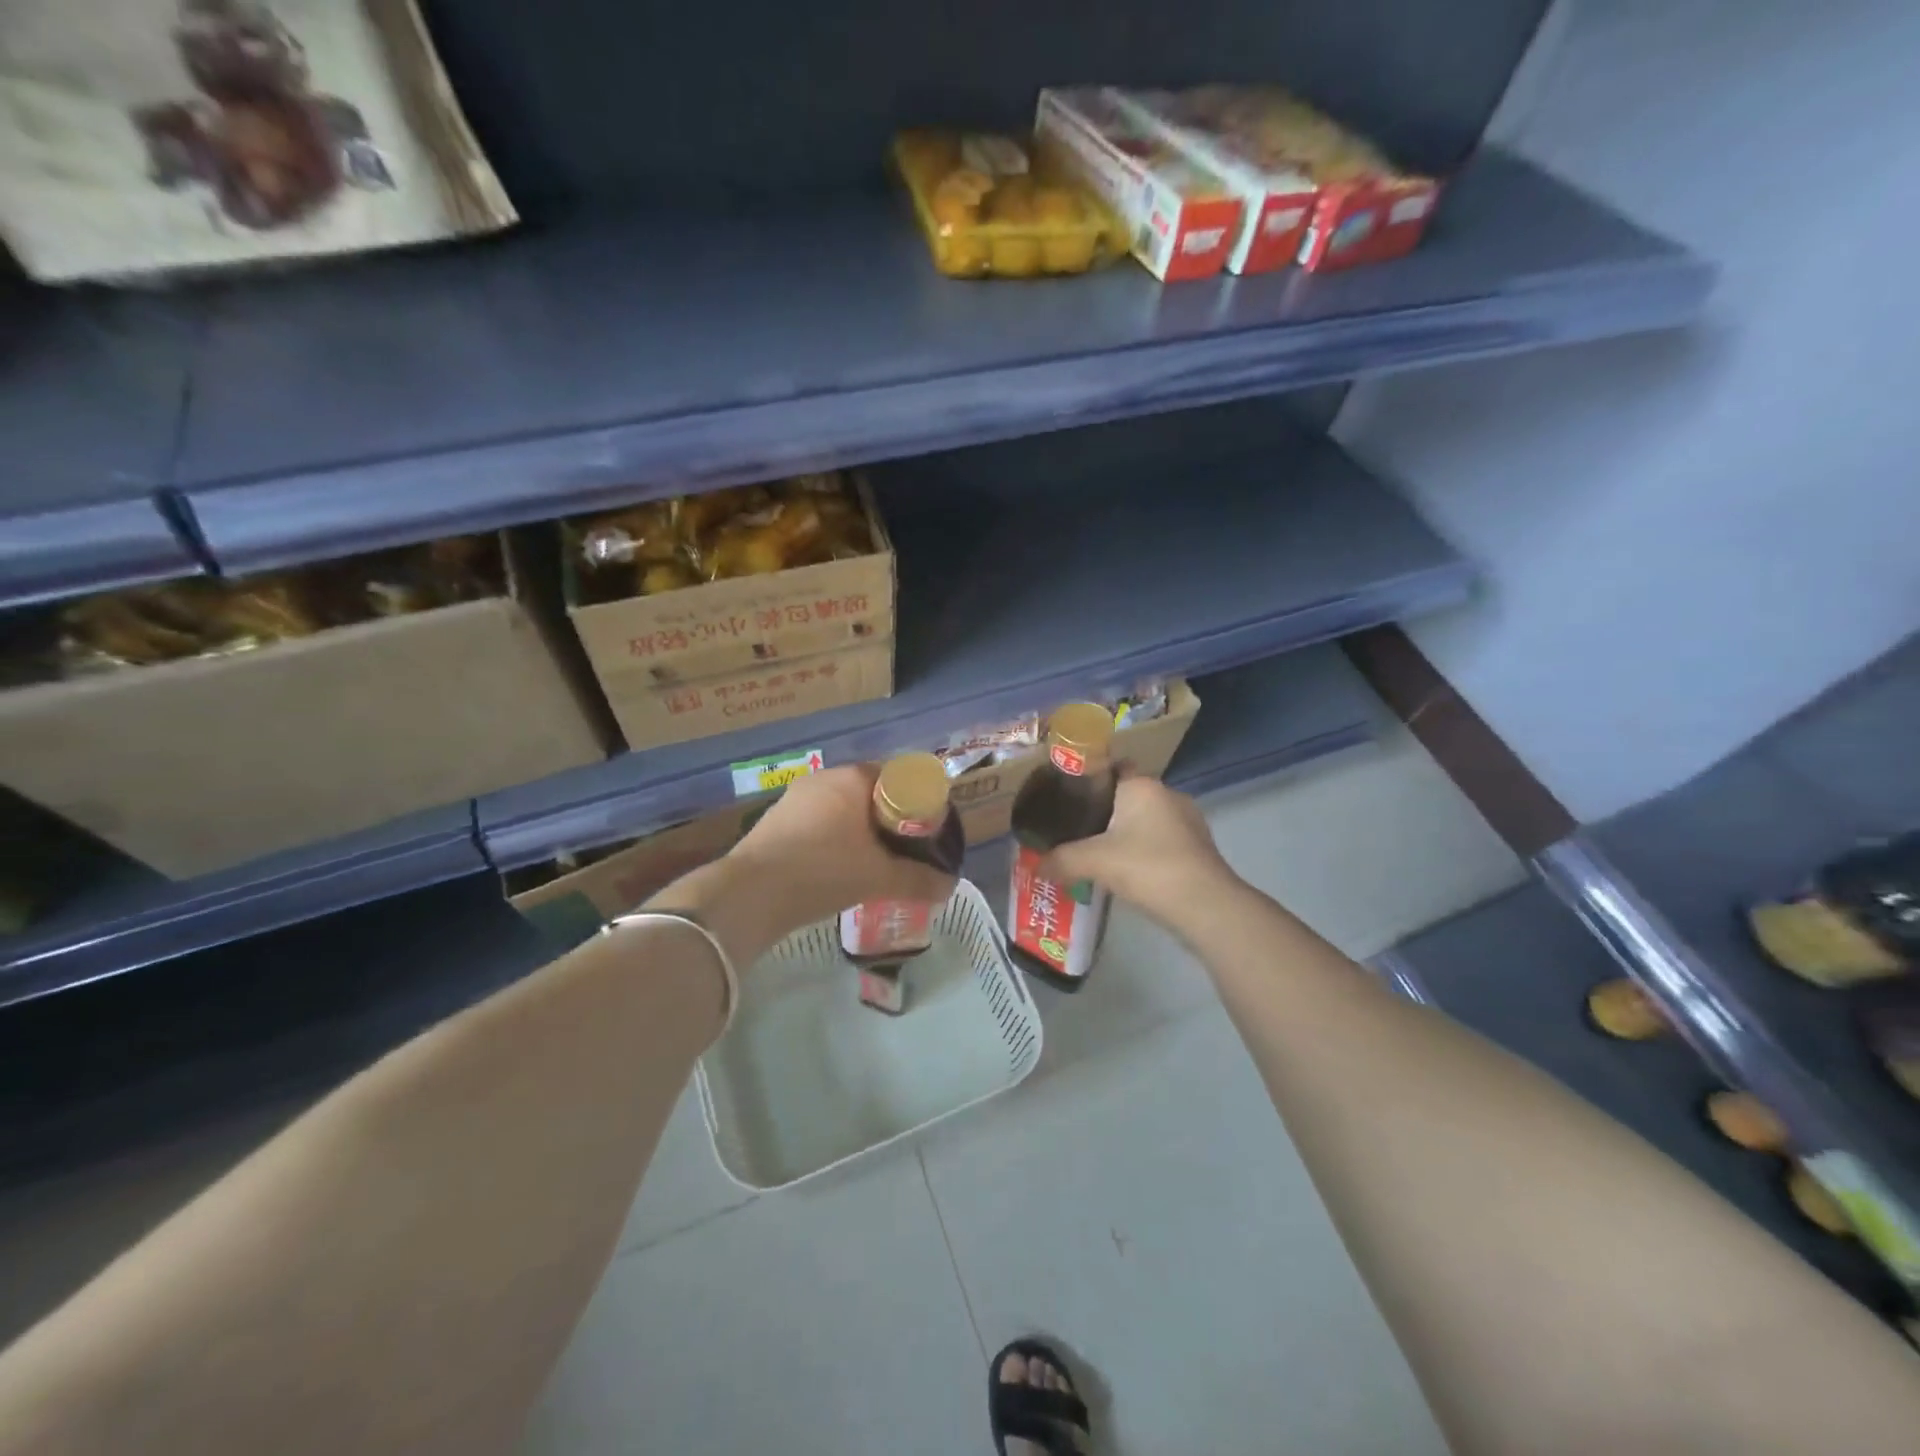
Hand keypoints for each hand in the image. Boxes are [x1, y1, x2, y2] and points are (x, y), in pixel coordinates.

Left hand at [728, 763, 957, 927]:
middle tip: (906, 850)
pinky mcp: (775, 820)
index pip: (898, 778)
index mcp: (854, 778)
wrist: (750, 893)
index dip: (917, 803)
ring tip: (875, 863)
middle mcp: (824, 778)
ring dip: (861, 831)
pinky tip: (839, 868)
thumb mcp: (879, 878)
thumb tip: (950, 886)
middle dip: (890, 820)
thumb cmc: (823, 871)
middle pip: (870, 794)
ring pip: (842, 809)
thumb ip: (918, 880)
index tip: (926, 831)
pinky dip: (834, 839)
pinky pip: (818, 823)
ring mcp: (795, 798)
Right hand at [1040, 773, 1233, 926]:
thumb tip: (1034, 865)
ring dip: (1127, 832)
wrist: (1205, 905)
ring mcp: (1188, 821)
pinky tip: (1128, 871)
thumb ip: (1060, 860)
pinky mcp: (1198, 847)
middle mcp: (1167, 794)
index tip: (1067, 795)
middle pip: (1128, 794)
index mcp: (1142, 785)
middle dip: (1105, 809)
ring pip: (1146, 819)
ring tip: (1098, 852)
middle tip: (1075, 828)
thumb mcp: (1094, 862)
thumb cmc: (1148, 867)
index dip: (1090, 777)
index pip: (1113, 766)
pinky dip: (1144, 850)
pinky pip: (1162, 840)